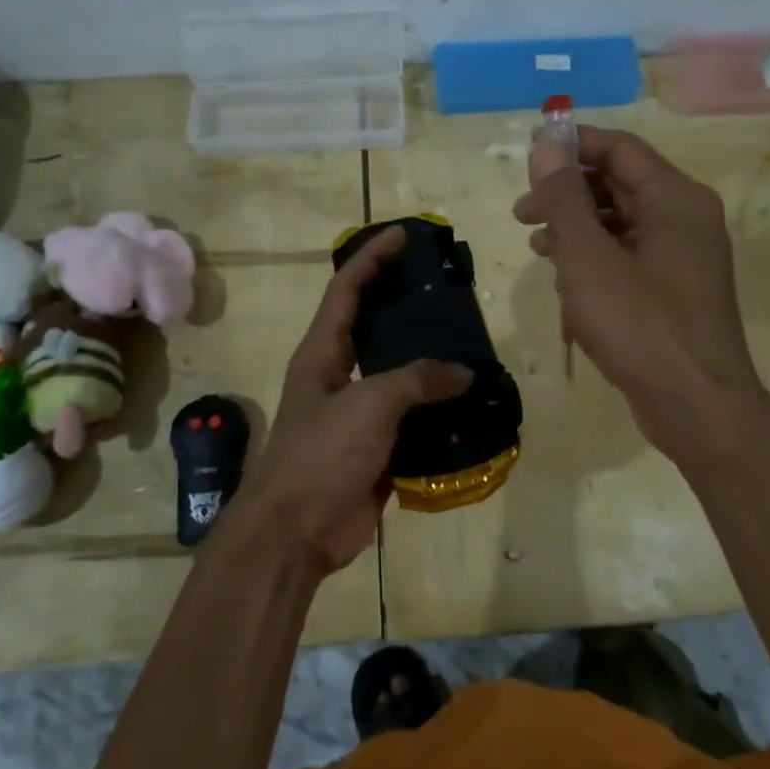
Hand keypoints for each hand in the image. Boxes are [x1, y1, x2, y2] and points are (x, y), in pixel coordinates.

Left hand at [235, 226, 472, 574]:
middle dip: (408, 307)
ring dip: (431, 363)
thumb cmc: (321, 454)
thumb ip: (417, 380)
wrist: (297, 533)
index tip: (404, 235)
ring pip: (400, 376)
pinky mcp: (377, 447)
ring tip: (472, 344)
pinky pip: (413, 419)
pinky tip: (472, 405)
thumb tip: (463, 372)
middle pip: (376, 328)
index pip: (346, 289)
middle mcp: (338, 375)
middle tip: (449, 292)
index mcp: (322, 352)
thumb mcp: (369, 405)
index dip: (372, 258)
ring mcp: (358, 414)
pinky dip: (439, 412)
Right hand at [514, 125, 763, 455]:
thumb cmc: (640, 324)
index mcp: (675, 198)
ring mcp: (683, 257)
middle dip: (567, 195)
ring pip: (619, 224)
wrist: (697, 407)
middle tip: (523, 214)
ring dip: (576, 231)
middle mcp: (685, 219)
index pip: (619, 148)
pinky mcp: (674, 291)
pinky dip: (595, 263)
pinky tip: (567, 287)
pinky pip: (628, 259)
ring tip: (539, 249)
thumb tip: (546, 144)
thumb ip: (564, 197)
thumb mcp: (588, 257)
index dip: (572, 145)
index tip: (528, 158)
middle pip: (618, 185)